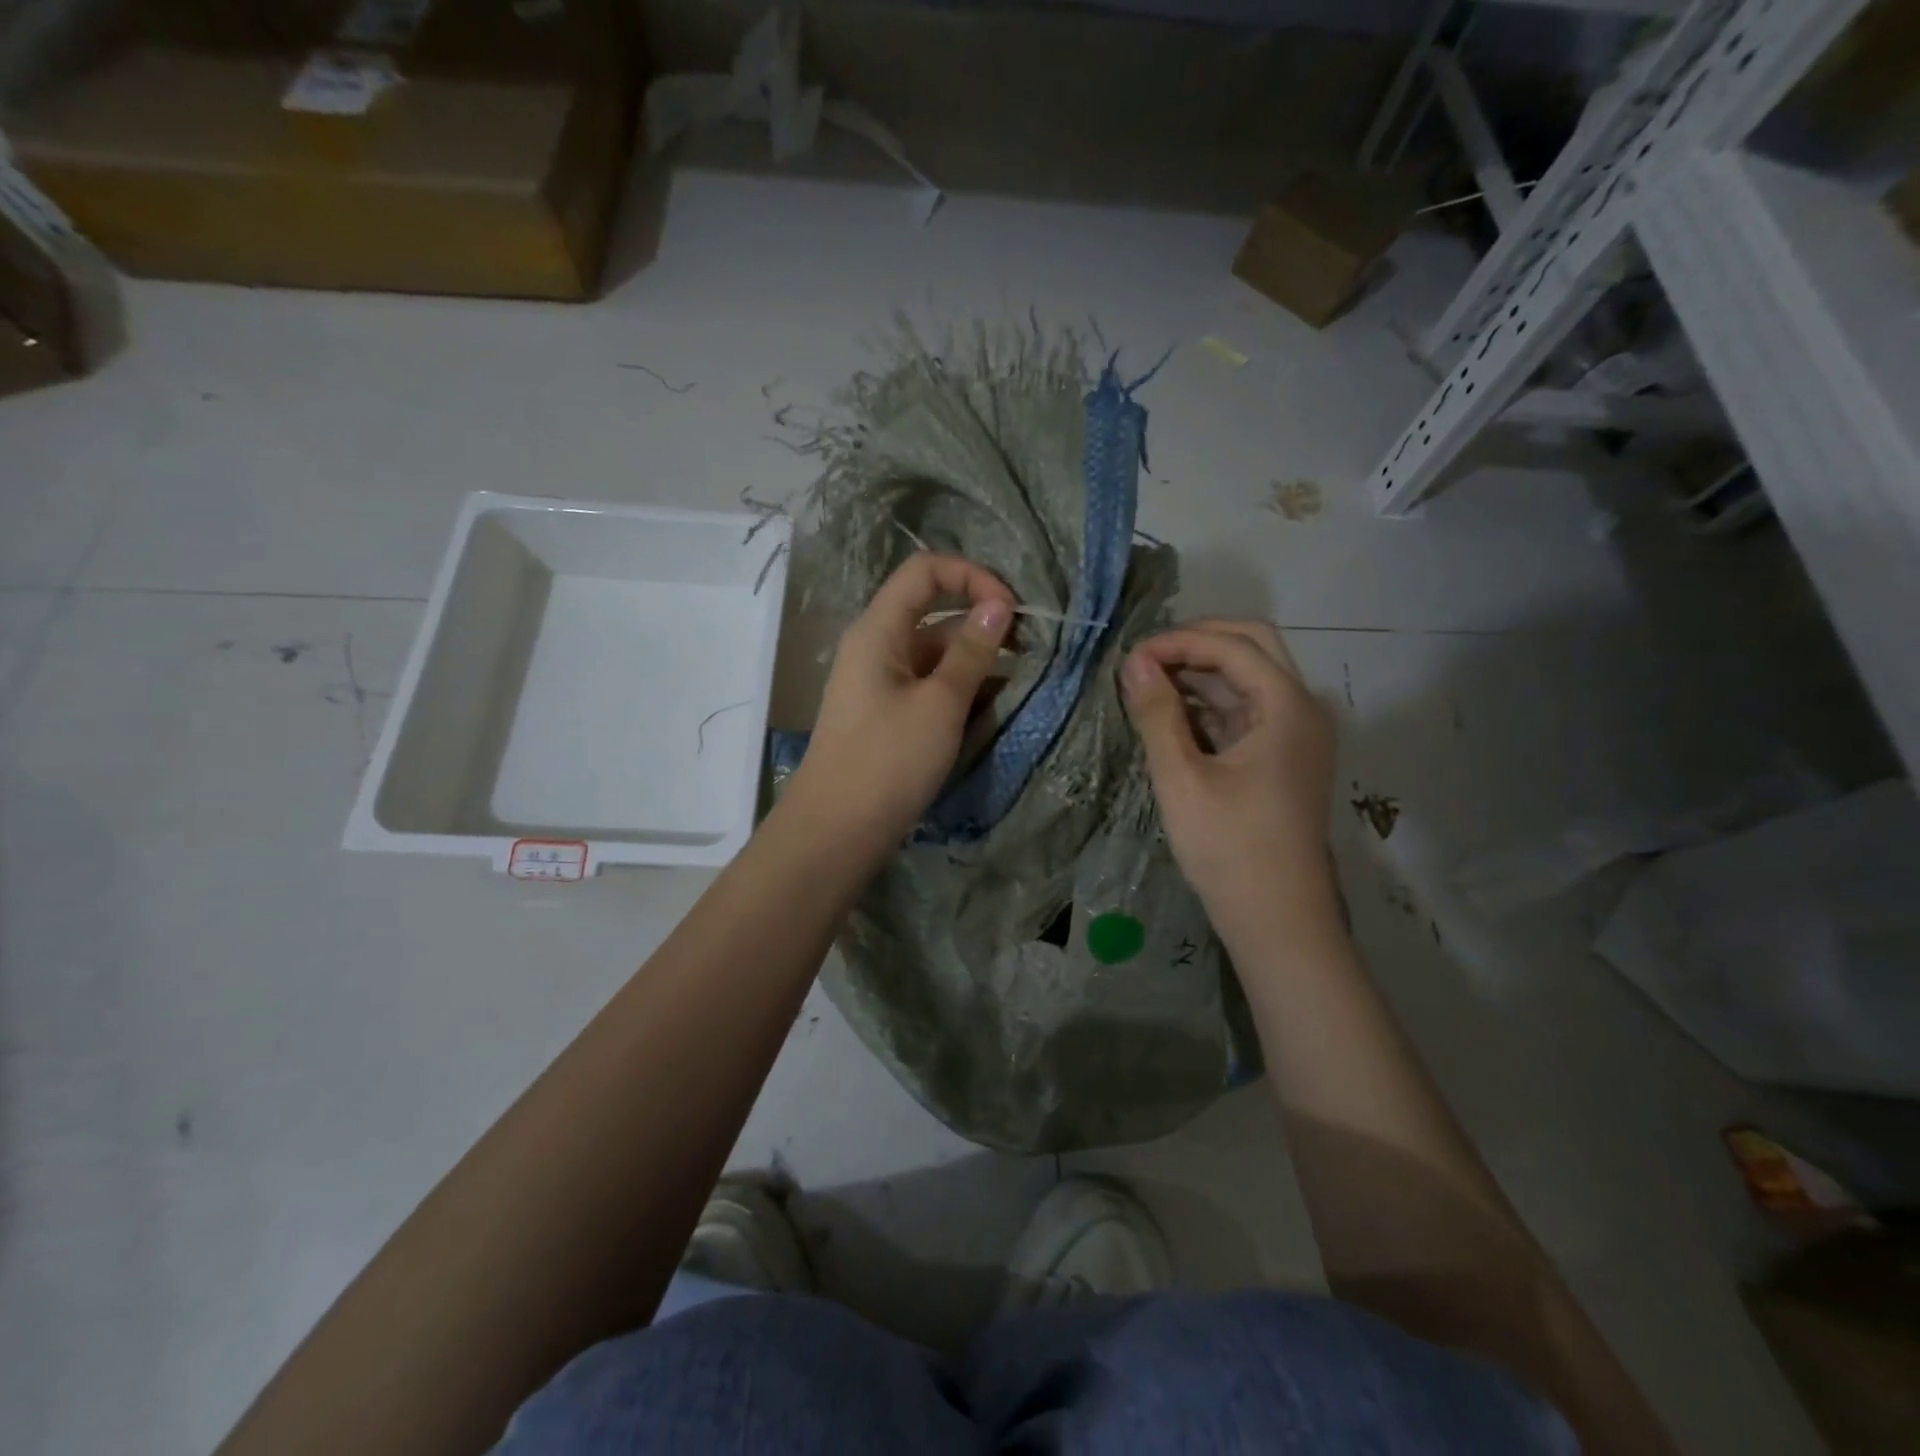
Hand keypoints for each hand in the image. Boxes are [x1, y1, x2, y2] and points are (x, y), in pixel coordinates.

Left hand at [788, 553, 1014, 851]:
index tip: (1011, 611)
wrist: (836, 832)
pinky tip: (990, 712)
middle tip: (1028, 654)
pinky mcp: (888, 716)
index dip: (972, 577)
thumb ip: (971, 651)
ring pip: (936, 655)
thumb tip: (998, 605)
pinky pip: (929, 687)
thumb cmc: (888, 761)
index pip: (925, 572)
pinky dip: (959, 692)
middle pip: (933, 613)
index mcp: (879, 630)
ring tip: (1015, 689)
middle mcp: (877, 648)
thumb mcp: (940, 704)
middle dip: (982, 626)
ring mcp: (881, 684)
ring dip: (975, 664)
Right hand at [1122, 619, 1337, 929]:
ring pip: (1248, 679)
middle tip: (1145, 661)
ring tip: (1147, 685)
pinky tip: (1171, 715)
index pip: (1233, 647)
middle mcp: (1302, 710)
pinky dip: (1210, 704)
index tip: (1131, 659)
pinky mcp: (1282, 758)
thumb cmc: (1229, 848)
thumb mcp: (1182, 778)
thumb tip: (1135, 662)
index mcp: (1288, 707)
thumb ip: (1157, 714)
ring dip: (1200, 673)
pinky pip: (1246, 711)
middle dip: (1196, 645)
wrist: (1277, 919)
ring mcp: (1296, 735)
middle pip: (1252, 648)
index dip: (1179, 643)